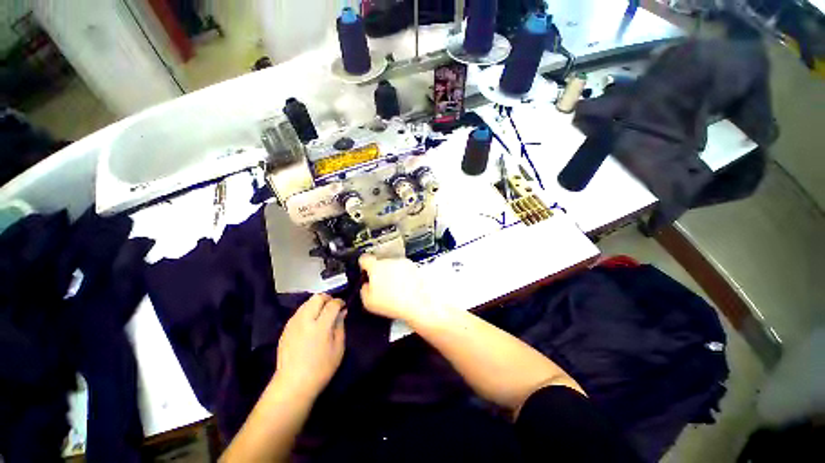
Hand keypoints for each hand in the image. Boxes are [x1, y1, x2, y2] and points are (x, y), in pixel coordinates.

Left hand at [275, 294, 345, 397]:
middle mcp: (305, 320)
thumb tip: (342, 312)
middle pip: (317, 298)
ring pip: (306, 303)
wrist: (292, 384)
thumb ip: (340, 326)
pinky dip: (307, 311)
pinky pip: (298, 312)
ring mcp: (293, 324)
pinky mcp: (285, 329)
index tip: (343, 306)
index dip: (339, 302)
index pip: (332, 304)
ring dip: (316, 304)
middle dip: (327, 298)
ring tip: (321, 314)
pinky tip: (310, 322)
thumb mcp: (338, 348)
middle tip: (332, 307)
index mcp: (320, 326)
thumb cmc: (321, 369)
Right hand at [359, 254, 439, 322]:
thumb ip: (364, 290)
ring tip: (394, 290)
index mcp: (376, 267)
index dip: (363, 265)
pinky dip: (403, 276)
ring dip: (392, 274)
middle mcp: (390, 261)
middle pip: (380, 263)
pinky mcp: (413, 267)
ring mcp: (403, 263)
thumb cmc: (394, 303)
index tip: (364, 270)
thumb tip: (366, 286)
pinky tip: (403, 289)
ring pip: (393, 266)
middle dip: (379, 273)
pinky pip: (404, 269)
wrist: (417, 304)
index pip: (364, 259)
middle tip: (381, 287)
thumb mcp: (368, 302)